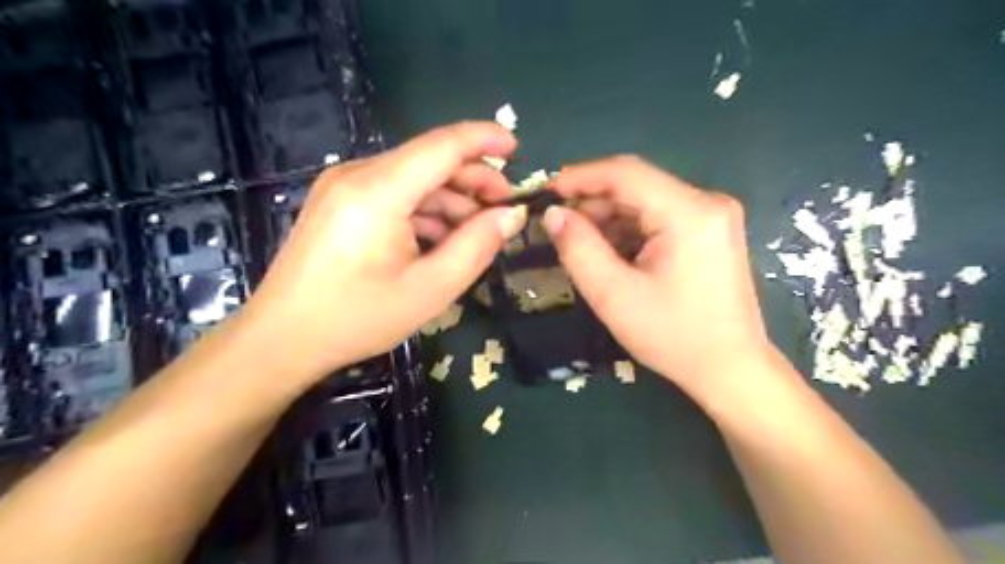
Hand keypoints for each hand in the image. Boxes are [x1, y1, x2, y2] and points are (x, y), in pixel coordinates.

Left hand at [239, 122, 529, 388]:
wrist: (282, 339)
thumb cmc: (357, 318)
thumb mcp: (430, 289)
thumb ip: (477, 246)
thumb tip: (512, 214)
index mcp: (378, 191)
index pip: (442, 146)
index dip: (484, 140)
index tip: (517, 149)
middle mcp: (357, 175)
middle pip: (429, 159)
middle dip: (473, 179)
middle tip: (504, 209)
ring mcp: (343, 186)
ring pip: (413, 178)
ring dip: (451, 199)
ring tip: (477, 231)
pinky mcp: (339, 202)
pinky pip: (394, 193)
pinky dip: (425, 209)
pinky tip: (441, 237)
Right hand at [547, 154, 770, 400]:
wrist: (730, 369)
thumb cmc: (673, 337)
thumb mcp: (613, 295)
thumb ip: (578, 248)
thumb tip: (553, 214)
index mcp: (689, 212)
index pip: (626, 173)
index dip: (581, 177)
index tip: (547, 192)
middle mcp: (707, 203)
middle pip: (637, 186)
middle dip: (594, 204)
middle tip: (561, 229)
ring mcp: (713, 217)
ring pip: (646, 202)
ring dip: (610, 219)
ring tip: (582, 246)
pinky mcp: (711, 233)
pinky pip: (660, 218)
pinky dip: (630, 231)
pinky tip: (612, 255)